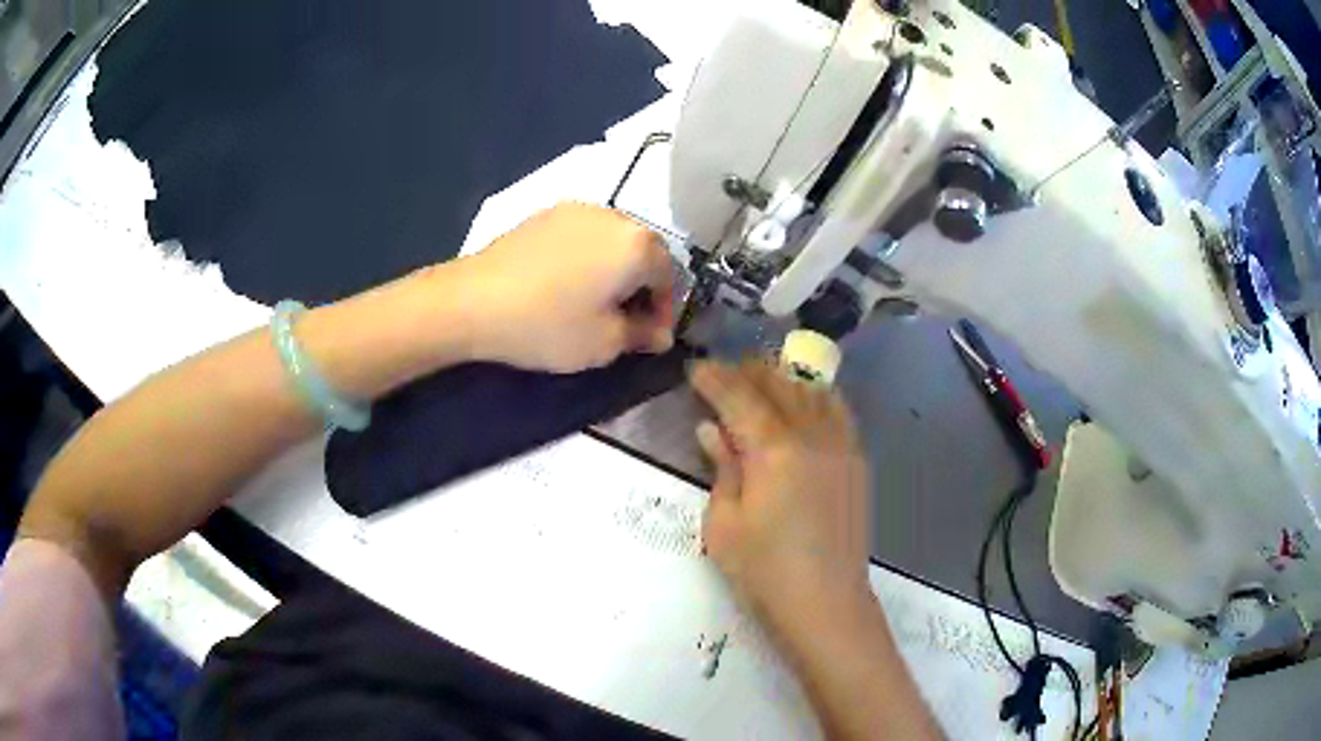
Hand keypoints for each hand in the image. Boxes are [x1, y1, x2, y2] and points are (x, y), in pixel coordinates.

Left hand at [456, 202, 675, 372]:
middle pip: (643, 252)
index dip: (664, 311)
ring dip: (615, 269)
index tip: (649, 338)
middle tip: (625, 320)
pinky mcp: (546, 213)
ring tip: (595, 300)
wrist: (473, 300)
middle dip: (641, 286)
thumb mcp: (604, 343)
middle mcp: (614, 216)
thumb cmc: (548, 324)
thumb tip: (660, 333)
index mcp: (638, 244)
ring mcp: (577, 209)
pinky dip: (587, 257)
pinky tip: (565, 283)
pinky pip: (583, 235)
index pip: (669, 276)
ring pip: (613, 241)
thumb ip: (642, 336)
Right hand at [691, 360, 874, 645]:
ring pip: (811, 390)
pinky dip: (814, 395)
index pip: (739, 397)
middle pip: (778, 384)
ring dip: (781, 379)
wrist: (826, 603)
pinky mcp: (857, 460)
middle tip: (721, 374)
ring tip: (758, 382)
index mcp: (774, 451)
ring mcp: (842, 445)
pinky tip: (802, 401)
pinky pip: (837, 409)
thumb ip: (722, 468)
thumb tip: (712, 429)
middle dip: (746, 372)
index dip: (714, 378)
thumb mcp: (724, 525)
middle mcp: (813, 435)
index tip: (695, 368)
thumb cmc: (764, 572)